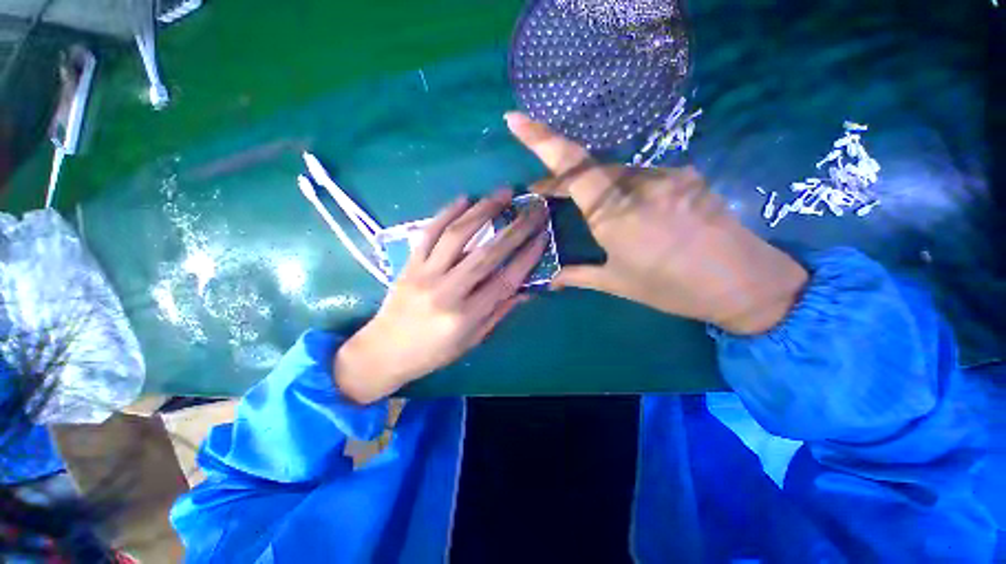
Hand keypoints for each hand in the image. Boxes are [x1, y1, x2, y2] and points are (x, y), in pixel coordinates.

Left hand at [335, 189, 549, 403]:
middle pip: (486, 254)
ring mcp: (424, 274)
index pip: (505, 281)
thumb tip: (525, 290)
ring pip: (457, 236)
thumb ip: (499, 312)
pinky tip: (464, 199)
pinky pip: (429, 233)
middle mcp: (446, 291)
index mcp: (465, 316)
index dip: (527, 257)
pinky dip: (447, 213)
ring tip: (502, 194)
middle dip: (515, 229)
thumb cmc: (433, 353)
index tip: (543, 236)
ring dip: (482, 211)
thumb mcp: (472, 341)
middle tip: (533, 210)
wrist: (383, 351)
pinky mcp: (409, 264)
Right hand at [505, 112, 807, 334]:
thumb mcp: (618, 282)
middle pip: (590, 168)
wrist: (746, 283)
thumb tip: (551, 279)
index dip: (541, 139)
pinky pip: (642, 176)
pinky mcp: (684, 177)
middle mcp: (638, 185)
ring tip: (588, 207)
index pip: (572, 166)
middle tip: (545, 193)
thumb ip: (579, 275)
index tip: (515, 119)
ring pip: (616, 172)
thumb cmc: (673, 288)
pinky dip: (623, 188)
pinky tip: (629, 209)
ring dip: (594, 185)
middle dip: (563, 179)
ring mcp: (666, 175)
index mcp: (615, 213)